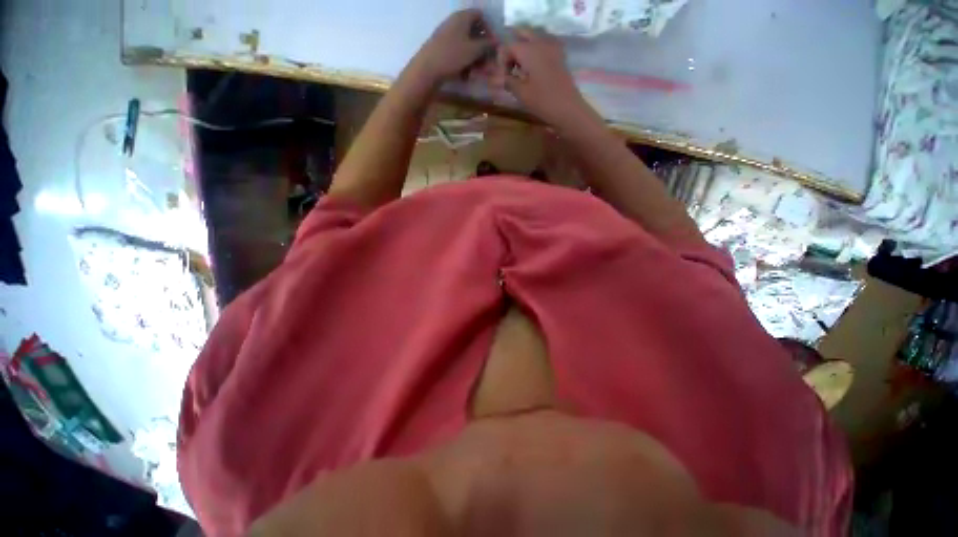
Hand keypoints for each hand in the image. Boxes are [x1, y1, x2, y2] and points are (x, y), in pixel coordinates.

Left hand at [412, 10, 496, 84]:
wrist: (427, 69)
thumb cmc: (452, 56)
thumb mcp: (474, 51)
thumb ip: (487, 45)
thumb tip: (497, 41)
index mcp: (462, 17)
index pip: (480, 15)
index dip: (489, 29)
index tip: (492, 45)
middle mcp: (453, 22)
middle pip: (473, 31)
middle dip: (481, 47)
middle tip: (486, 63)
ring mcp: (446, 35)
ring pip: (465, 44)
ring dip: (473, 57)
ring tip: (476, 72)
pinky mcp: (441, 48)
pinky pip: (457, 52)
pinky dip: (463, 61)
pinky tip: (465, 75)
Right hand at [495, 28, 592, 129]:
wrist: (567, 108)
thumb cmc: (542, 101)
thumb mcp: (521, 93)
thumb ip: (508, 81)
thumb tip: (500, 77)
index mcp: (529, 50)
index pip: (508, 46)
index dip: (502, 61)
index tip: (503, 77)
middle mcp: (540, 43)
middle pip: (522, 35)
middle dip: (513, 50)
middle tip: (510, 69)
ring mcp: (552, 48)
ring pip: (533, 39)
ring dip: (524, 50)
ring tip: (520, 71)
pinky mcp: (559, 56)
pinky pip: (544, 46)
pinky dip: (536, 53)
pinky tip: (533, 70)